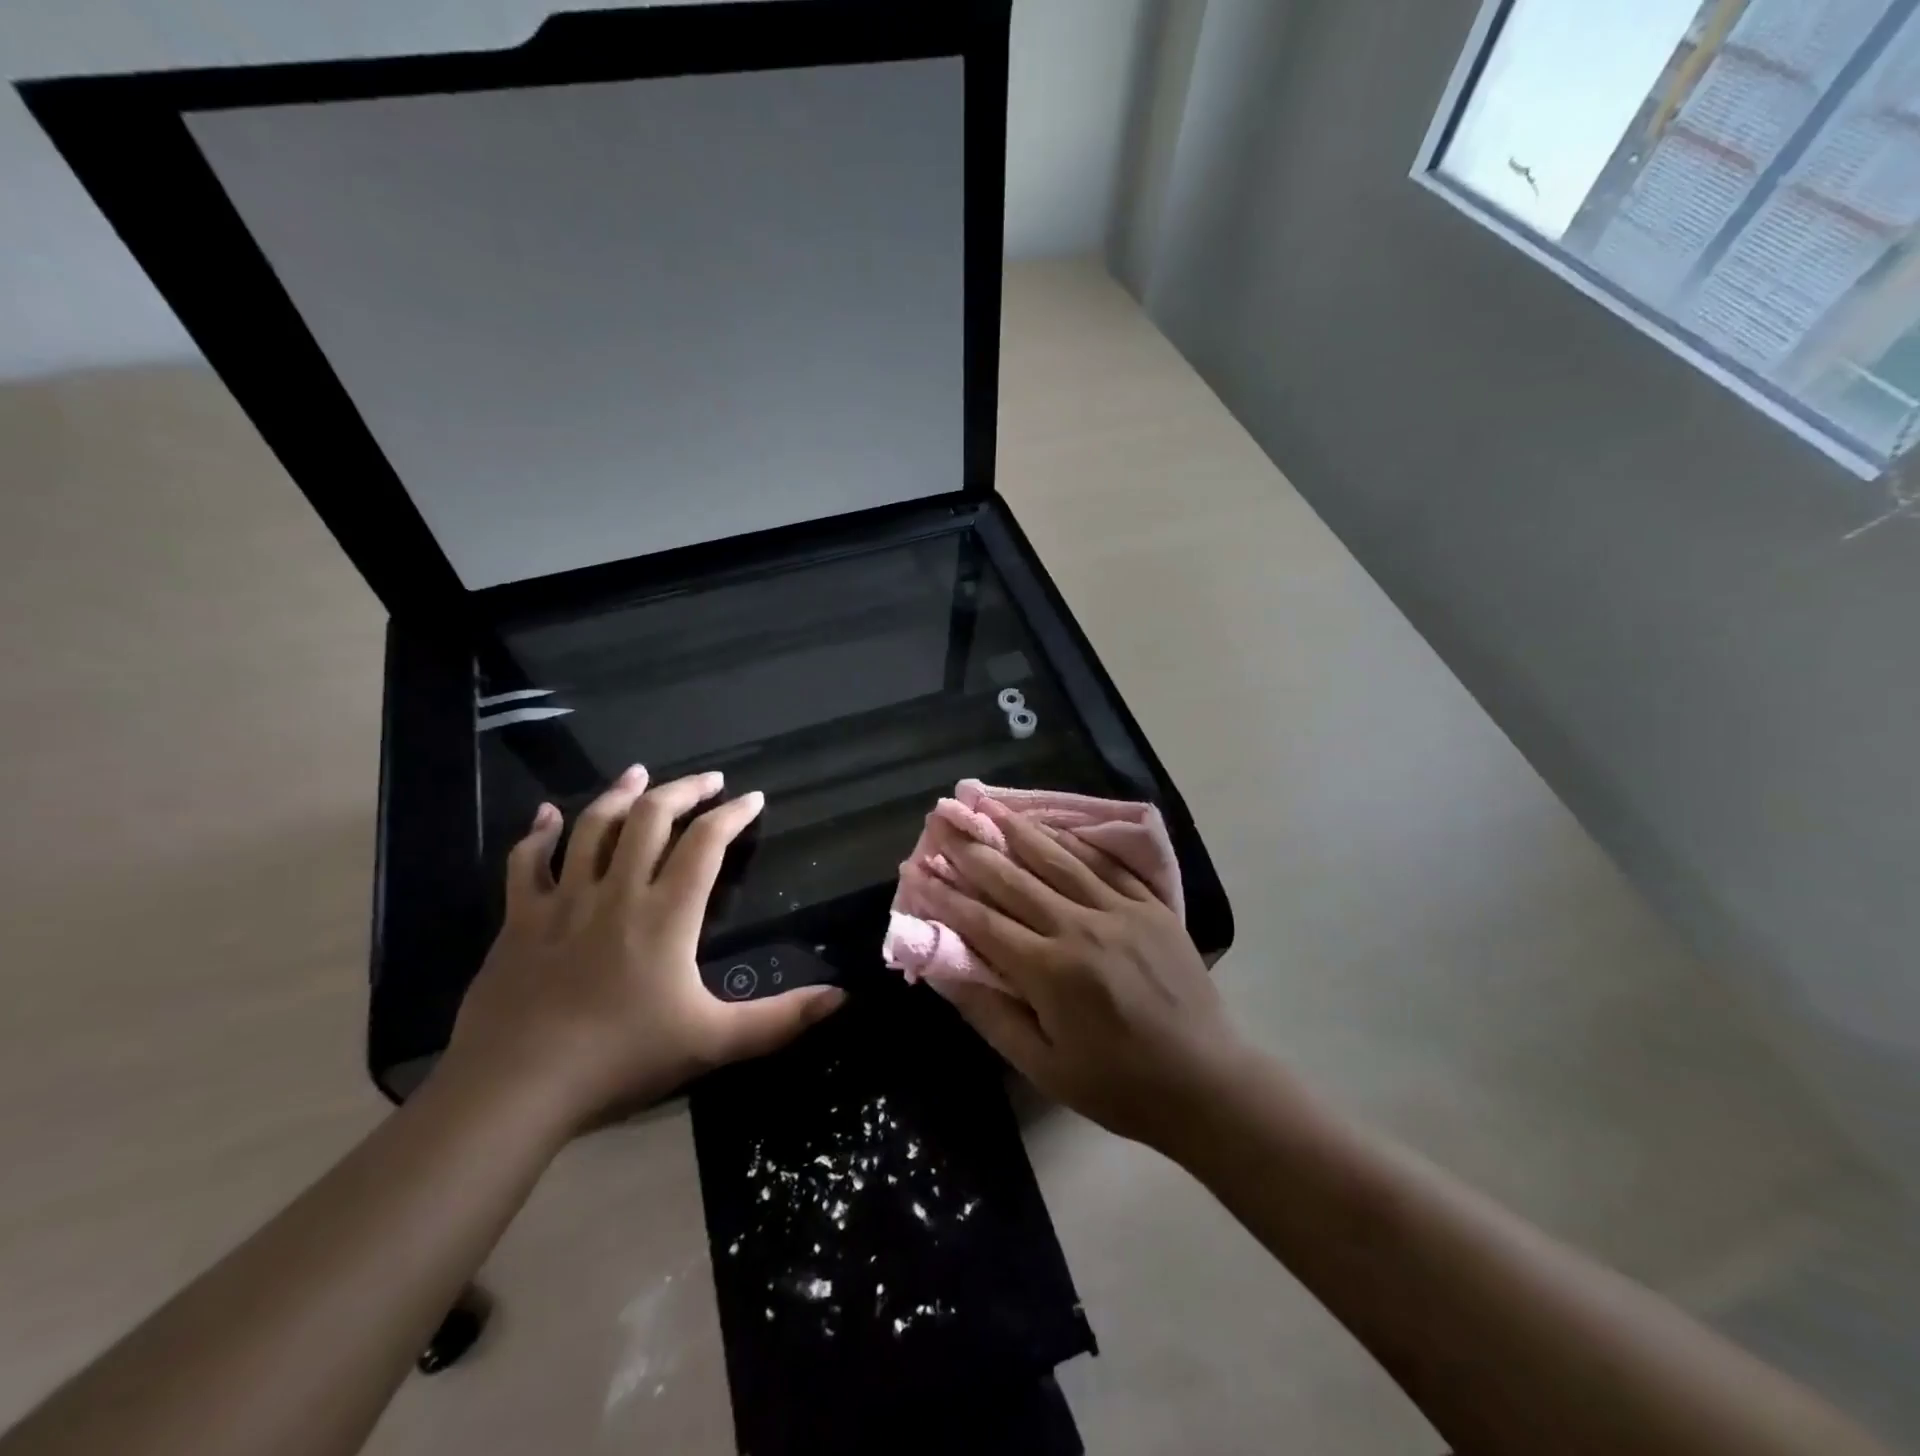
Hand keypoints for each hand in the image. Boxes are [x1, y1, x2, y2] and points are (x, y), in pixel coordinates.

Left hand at [445, 767, 845, 1131]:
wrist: (513, 1089)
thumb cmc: (620, 1059)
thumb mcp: (712, 1042)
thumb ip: (779, 1020)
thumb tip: (842, 997)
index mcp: (666, 914)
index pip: (706, 844)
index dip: (733, 815)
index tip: (753, 798)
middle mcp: (617, 892)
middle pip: (651, 818)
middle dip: (684, 790)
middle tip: (709, 779)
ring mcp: (563, 901)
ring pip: (592, 827)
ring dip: (619, 794)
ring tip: (641, 774)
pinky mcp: (520, 920)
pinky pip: (527, 863)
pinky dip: (538, 834)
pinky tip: (546, 815)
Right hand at [911, 808, 1250, 1151]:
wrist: (1207, 1084)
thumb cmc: (1116, 1085)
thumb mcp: (1042, 1065)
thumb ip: (990, 1013)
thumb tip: (944, 970)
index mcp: (1050, 972)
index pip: (982, 921)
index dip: (944, 895)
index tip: (913, 869)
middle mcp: (1081, 928)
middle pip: (1015, 879)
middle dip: (973, 849)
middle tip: (942, 819)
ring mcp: (1122, 911)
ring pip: (1059, 860)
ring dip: (1019, 830)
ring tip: (989, 805)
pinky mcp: (1152, 907)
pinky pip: (1107, 865)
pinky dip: (1075, 843)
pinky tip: (1052, 826)